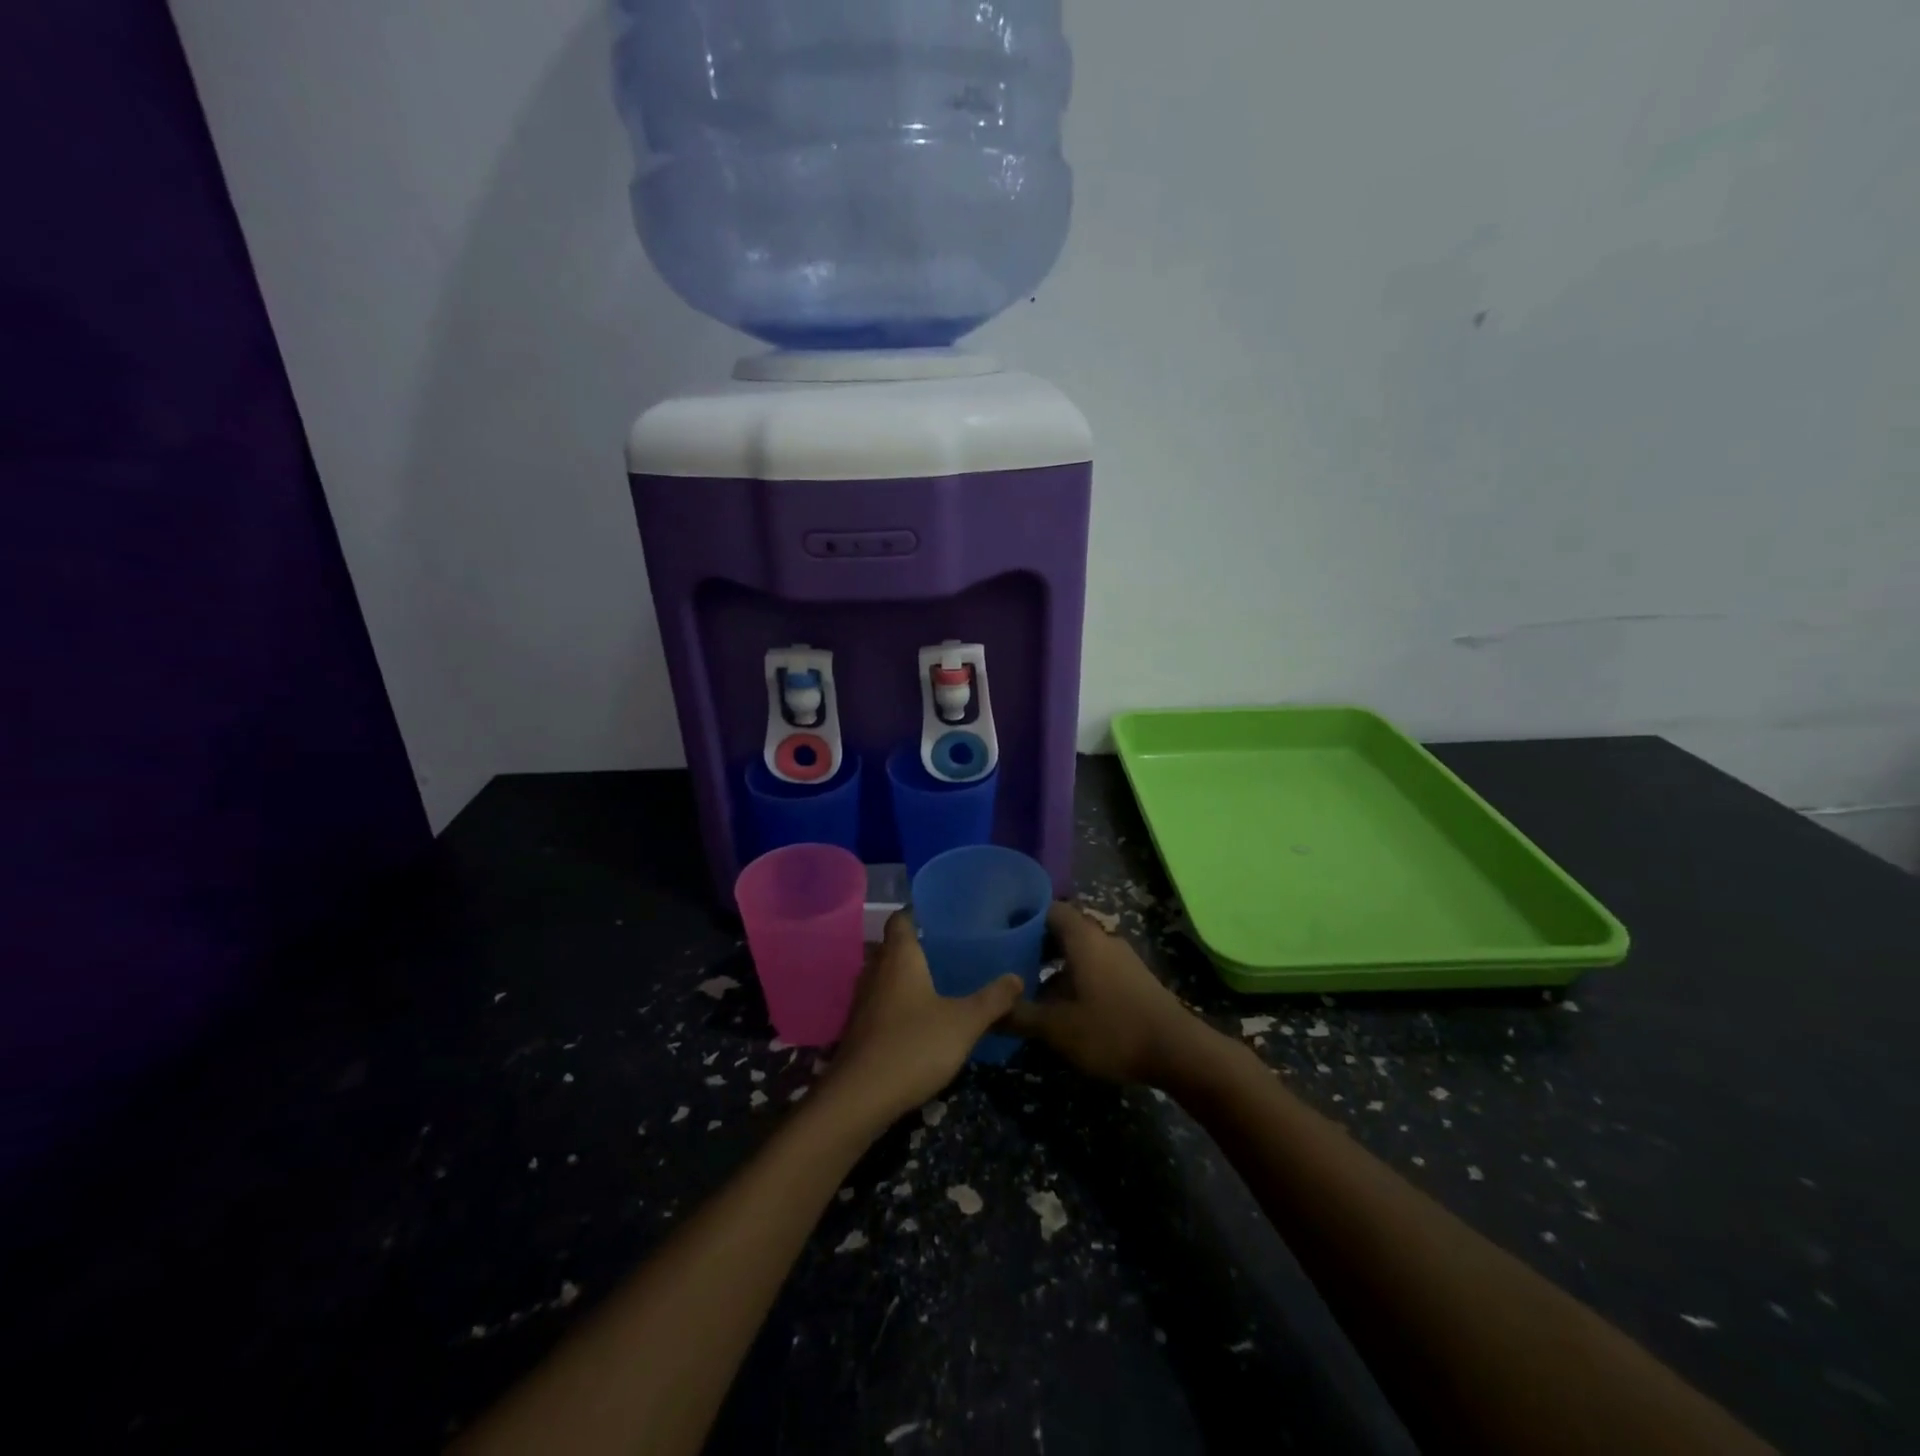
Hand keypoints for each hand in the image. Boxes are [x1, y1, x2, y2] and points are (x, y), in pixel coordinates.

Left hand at [822, 911, 1023, 1127]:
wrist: (859, 1098)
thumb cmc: (913, 1046)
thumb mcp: (964, 1023)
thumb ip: (992, 999)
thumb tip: (1017, 977)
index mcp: (899, 957)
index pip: (901, 918)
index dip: (918, 911)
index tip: (943, 913)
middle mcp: (875, 971)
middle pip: (892, 946)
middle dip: (916, 945)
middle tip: (949, 948)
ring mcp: (862, 1001)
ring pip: (884, 975)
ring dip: (906, 976)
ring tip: (938, 981)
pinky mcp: (858, 1029)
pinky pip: (880, 1002)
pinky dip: (897, 1002)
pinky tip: (919, 1017)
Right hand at [1002, 903, 1225, 1086]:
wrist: (1178, 1051)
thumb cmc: (1112, 1030)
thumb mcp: (1058, 1028)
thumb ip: (1019, 1016)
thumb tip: (987, 1011)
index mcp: (1083, 938)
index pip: (1049, 909)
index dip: (1023, 916)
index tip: (999, 930)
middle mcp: (1103, 939)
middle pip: (1063, 930)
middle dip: (1035, 944)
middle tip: (1007, 962)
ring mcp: (1121, 959)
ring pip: (1079, 951)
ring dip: (1055, 965)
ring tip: (1028, 987)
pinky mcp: (1132, 979)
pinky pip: (1094, 967)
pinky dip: (1074, 977)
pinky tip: (1062, 1005)